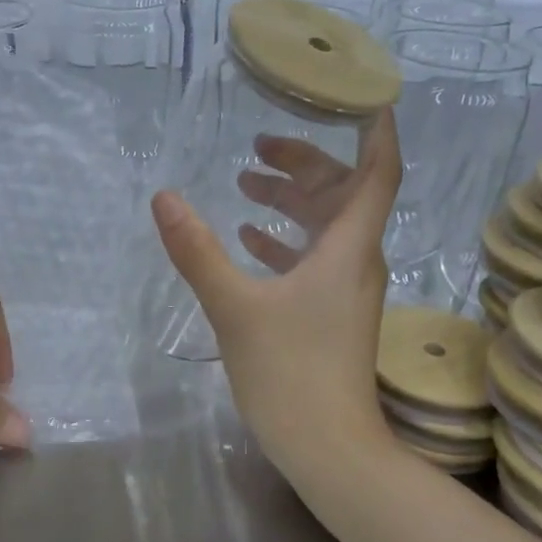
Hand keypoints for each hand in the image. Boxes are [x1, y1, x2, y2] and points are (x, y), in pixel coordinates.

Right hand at [152, 113, 400, 478]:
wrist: (328, 447)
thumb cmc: (289, 372)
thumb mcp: (234, 306)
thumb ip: (198, 250)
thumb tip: (164, 198)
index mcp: (348, 247)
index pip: (377, 171)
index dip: (374, 129)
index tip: (360, 94)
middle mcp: (356, 260)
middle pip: (343, 194)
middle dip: (305, 164)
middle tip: (260, 144)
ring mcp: (346, 290)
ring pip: (326, 228)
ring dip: (292, 202)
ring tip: (248, 185)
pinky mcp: (331, 315)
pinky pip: (314, 260)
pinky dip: (286, 241)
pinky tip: (251, 239)